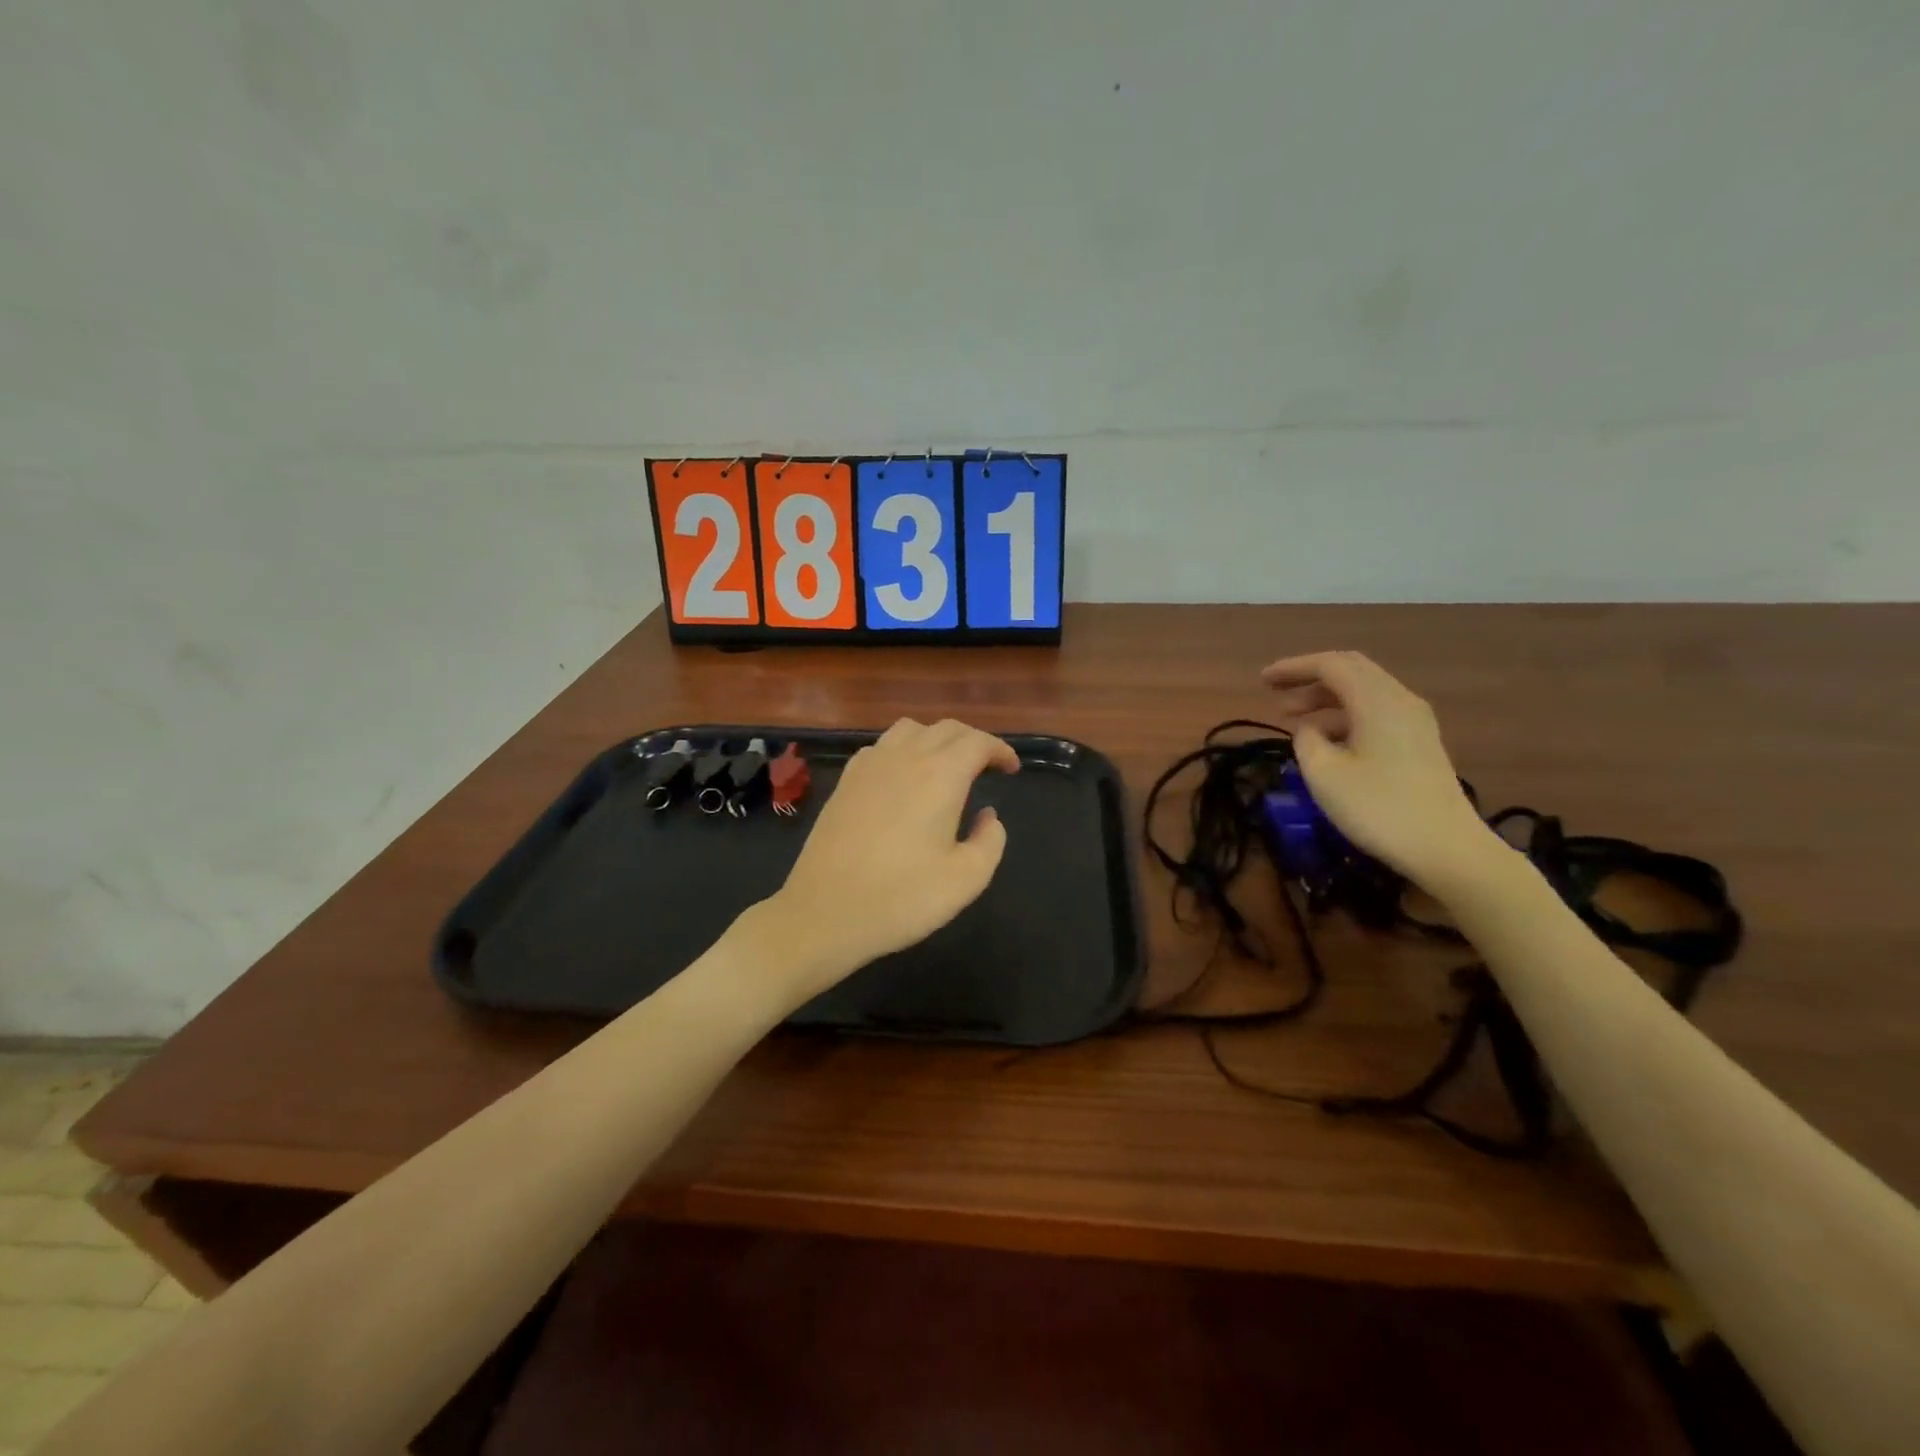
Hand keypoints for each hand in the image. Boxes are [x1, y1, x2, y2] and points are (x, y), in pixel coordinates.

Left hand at [755, 718, 1018, 995]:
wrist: (825, 913)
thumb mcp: (966, 879)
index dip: (1000, 750)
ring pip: (910, 729)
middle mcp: (905, 758)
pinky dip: (903, 749)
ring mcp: (869, 766)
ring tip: (946, 766)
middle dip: (973, 741)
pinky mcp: (845, 781)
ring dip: (936, 739)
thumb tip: (987, 816)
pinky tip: (903, 778)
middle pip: (946, 728)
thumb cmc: (901, 899)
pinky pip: (881, 747)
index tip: (1011, 769)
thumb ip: (990, 841)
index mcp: (940, 776)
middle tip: (986, 767)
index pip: (977, 742)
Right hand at [1261, 651, 1495, 892]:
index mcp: (1376, 700)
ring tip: (1293, 717)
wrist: (1447, 848)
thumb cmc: (1378, 808)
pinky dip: (1344, 714)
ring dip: (1326, 697)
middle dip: (1309, 677)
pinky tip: (1326, 739)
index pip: (1329, 665)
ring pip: (1364, 691)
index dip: (1292, 668)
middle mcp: (1399, 700)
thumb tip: (1309, 729)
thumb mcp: (1324, 774)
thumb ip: (1306, 740)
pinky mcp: (1420, 742)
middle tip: (1275, 691)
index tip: (1261, 680)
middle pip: (1350, 670)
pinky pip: (1376, 711)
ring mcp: (1415, 721)